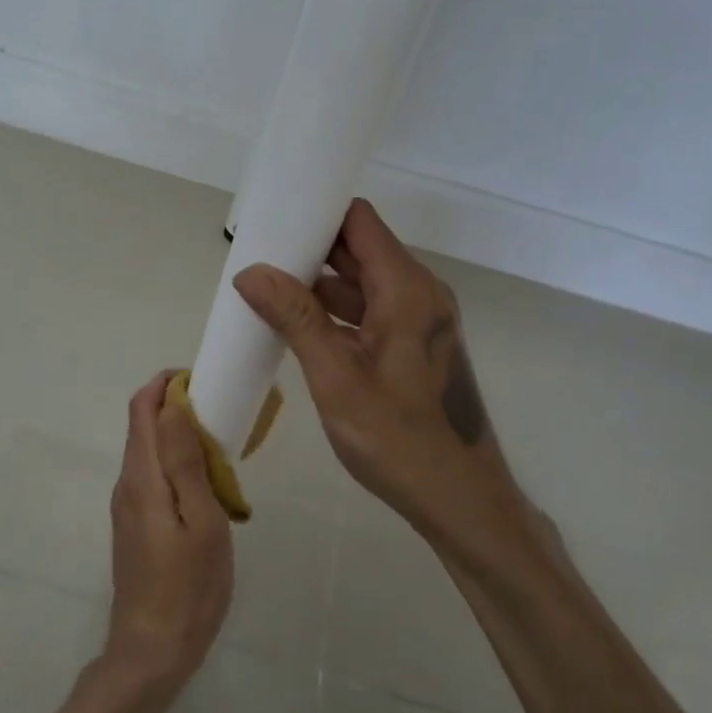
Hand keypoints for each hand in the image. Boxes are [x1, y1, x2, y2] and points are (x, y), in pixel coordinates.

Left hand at [103, 372, 233, 686]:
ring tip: (221, 445)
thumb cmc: (187, 587)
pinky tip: (206, 483)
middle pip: (143, 426)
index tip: (203, 380)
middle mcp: (128, 484)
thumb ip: (185, 461)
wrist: (151, 652)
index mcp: (142, 477)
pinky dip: (176, 462)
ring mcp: (128, 506)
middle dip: (176, 406)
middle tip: (222, 411)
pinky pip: (153, 475)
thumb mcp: (201, 521)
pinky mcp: (135, 525)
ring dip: (178, 435)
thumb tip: (173, 405)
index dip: (165, 384)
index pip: (141, 408)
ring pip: (149, 452)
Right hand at [233, 199, 509, 528]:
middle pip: (359, 249)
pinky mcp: (416, 343)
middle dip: (309, 249)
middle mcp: (419, 292)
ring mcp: (419, 319)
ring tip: (267, 289)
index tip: (273, 222)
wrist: (461, 498)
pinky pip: (371, 310)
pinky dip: (336, 311)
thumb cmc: (398, 437)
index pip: (358, 221)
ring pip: (362, 282)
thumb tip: (250, 271)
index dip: (317, 214)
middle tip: (258, 256)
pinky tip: (298, 326)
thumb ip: (295, 317)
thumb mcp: (335, 376)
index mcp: (406, 288)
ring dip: (319, 284)